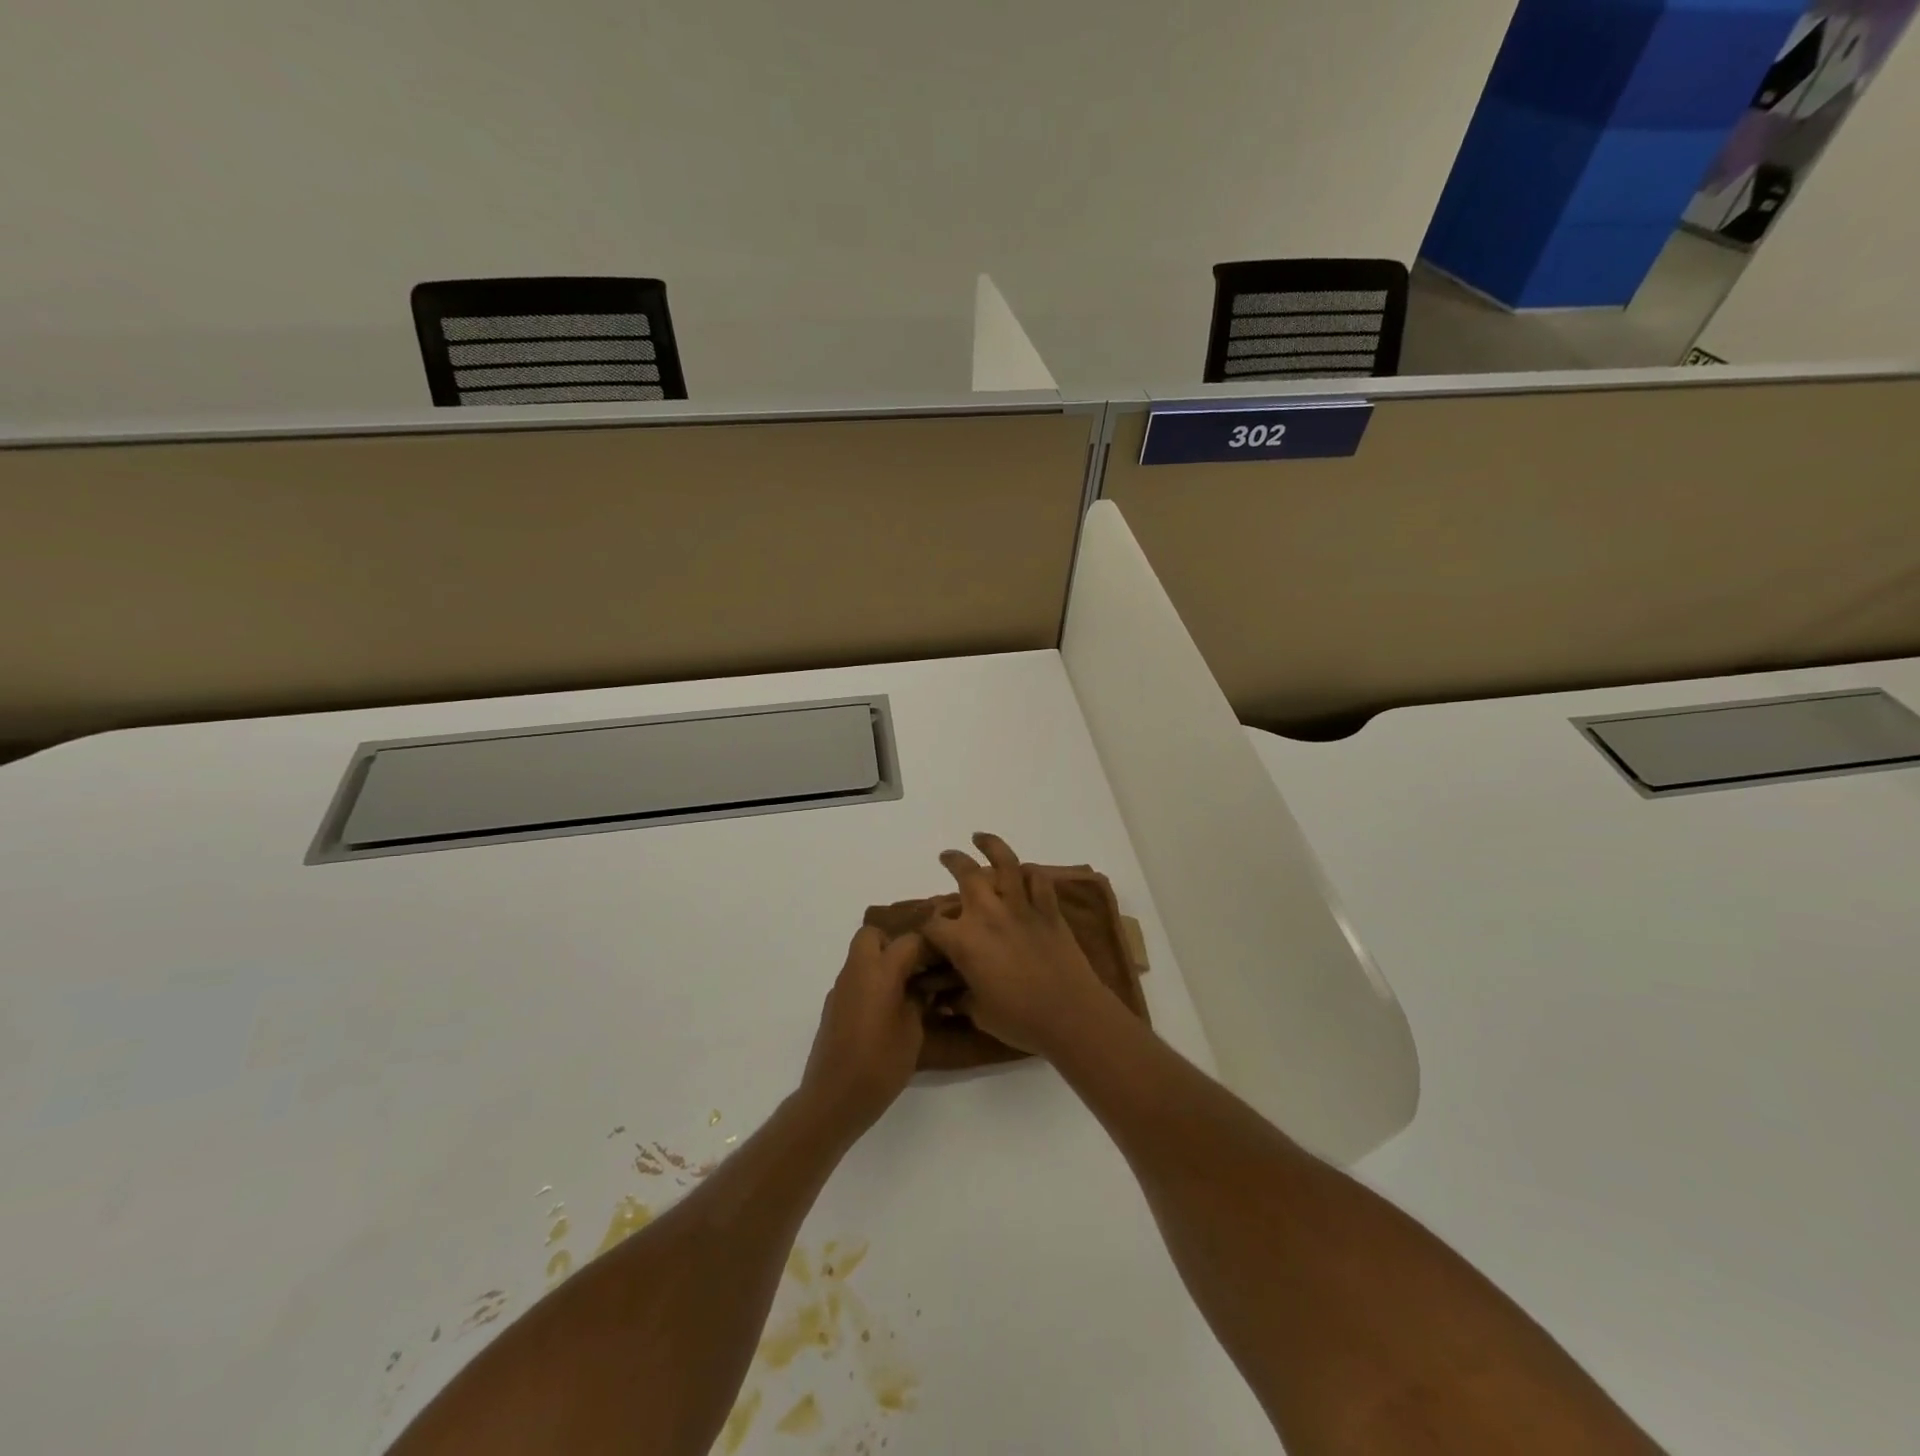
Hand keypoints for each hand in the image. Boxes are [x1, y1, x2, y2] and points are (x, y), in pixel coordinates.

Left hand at [800, 925, 926, 1137]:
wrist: (833, 1098)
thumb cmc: (880, 1064)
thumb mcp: (913, 1032)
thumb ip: (919, 1001)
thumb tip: (922, 988)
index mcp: (880, 971)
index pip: (908, 940)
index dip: (929, 946)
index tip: (944, 960)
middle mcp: (856, 971)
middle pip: (873, 935)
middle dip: (894, 943)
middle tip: (916, 968)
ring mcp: (840, 988)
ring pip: (861, 957)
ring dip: (881, 963)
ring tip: (905, 991)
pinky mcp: (832, 1007)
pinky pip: (854, 980)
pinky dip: (870, 984)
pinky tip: (885, 1012)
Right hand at [919, 832, 1110, 1058]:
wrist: (1071, 1015)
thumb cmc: (1020, 1020)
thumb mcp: (979, 1013)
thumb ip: (959, 999)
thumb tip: (944, 998)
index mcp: (965, 941)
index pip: (933, 924)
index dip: (926, 926)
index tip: (927, 930)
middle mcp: (988, 914)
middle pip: (966, 875)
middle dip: (953, 862)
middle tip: (947, 857)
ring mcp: (1021, 908)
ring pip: (1005, 863)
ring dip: (990, 846)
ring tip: (980, 838)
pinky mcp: (1048, 910)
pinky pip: (1038, 880)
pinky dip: (1030, 872)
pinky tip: (1024, 870)